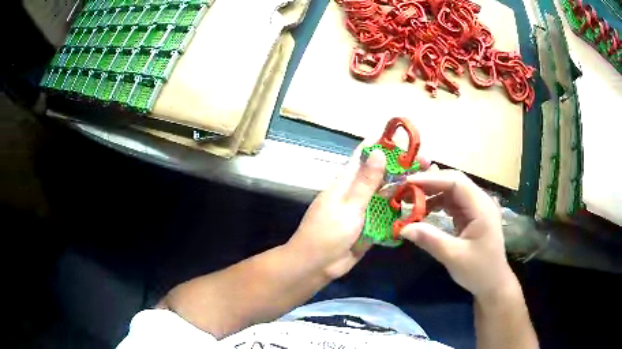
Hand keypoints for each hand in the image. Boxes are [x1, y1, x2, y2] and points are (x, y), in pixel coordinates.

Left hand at [287, 143, 429, 279]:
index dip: (383, 144)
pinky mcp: (372, 225)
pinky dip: (401, 208)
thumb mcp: (348, 206)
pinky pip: (389, 213)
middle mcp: (358, 191)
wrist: (318, 265)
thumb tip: (379, 151)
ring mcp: (366, 209)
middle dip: (402, 166)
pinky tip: (419, 204)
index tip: (405, 138)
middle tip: (427, 161)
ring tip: (429, 180)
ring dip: (405, 186)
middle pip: (382, 173)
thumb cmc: (328, 233)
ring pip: (388, 193)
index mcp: (347, 181)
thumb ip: (365, 181)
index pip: (365, 155)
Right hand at [400, 170, 515, 298]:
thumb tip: (403, 228)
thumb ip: (430, 240)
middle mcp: (480, 202)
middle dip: (429, 183)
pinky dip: (437, 204)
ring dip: (432, 193)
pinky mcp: (471, 216)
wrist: (493, 283)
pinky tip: (424, 211)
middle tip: (405, 189)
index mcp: (481, 207)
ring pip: (452, 191)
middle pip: (454, 182)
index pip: (456, 182)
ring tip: (410, 199)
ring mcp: (476, 208)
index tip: (407, 183)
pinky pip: (452, 203)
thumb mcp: (453, 257)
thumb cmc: (478, 271)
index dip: (431, 179)